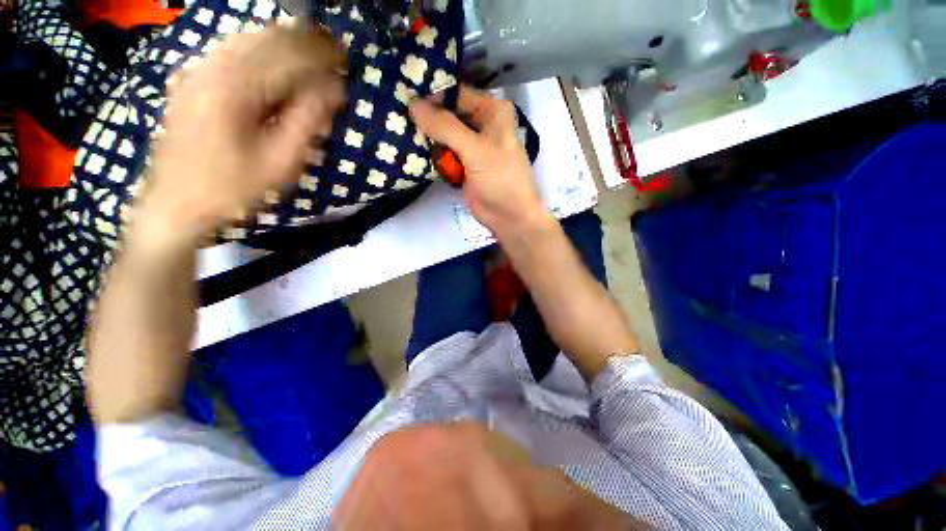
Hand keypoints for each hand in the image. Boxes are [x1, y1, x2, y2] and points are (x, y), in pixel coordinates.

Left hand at [139, 25, 346, 245]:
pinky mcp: (193, 77)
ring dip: (286, 44)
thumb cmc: (233, 188)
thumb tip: (334, 90)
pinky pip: (234, 49)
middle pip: (269, 38)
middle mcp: (213, 66)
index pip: (289, 55)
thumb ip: (308, 122)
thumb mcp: (281, 163)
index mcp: (235, 87)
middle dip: (306, 43)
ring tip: (313, 55)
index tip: (346, 59)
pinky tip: (279, 61)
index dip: (321, 55)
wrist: (175, 201)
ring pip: (251, 38)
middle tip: (335, 54)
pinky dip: (263, 50)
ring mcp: (199, 68)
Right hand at [409, 87, 550, 237]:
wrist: (509, 217)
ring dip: (426, 135)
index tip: (402, 94)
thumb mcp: (475, 149)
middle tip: (394, 113)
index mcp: (492, 111)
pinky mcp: (463, 165)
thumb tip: (412, 104)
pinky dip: (430, 153)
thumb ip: (445, 127)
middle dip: (426, 116)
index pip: (457, 94)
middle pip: (448, 113)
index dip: (431, 93)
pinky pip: (443, 153)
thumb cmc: (500, 179)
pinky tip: (409, 149)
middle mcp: (482, 124)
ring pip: (444, 134)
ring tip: (396, 128)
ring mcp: (471, 147)